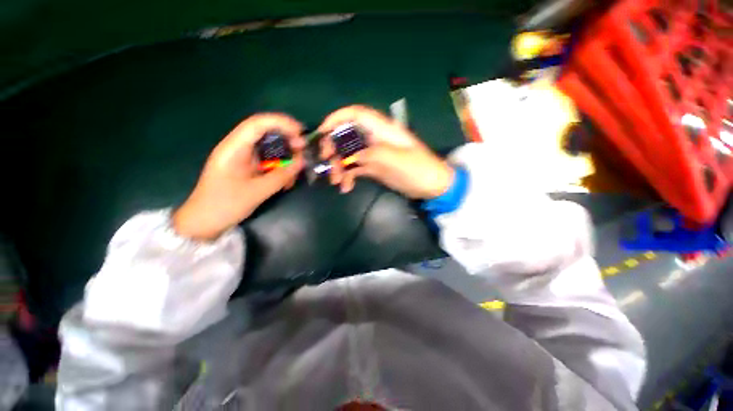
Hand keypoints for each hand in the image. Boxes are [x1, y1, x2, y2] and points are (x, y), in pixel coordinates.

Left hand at [173, 113, 304, 240]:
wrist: (204, 222)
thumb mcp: (257, 192)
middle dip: (287, 139)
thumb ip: (282, 176)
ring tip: (297, 169)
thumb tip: (303, 161)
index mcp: (234, 148)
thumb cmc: (225, 205)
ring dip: (286, 156)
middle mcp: (238, 147)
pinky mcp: (248, 167)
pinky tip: (287, 181)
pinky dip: (280, 168)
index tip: (301, 133)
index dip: (281, 123)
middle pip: (266, 133)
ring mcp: (243, 157)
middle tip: (304, 152)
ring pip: (270, 148)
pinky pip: (268, 161)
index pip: (258, 124)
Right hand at [318, 105, 453, 198]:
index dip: (336, 118)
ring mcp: (374, 154)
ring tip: (336, 181)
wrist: (432, 187)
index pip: (355, 115)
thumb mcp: (396, 160)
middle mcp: (375, 139)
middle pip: (347, 135)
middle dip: (333, 147)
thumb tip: (351, 156)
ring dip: (339, 166)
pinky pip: (355, 169)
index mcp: (382, 130)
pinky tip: (346, 187)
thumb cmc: (419, 170)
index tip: (321, 132)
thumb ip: (372, 154)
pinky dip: (348, 176)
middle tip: (325, 161)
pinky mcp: (374, 168)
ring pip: (349, 154)